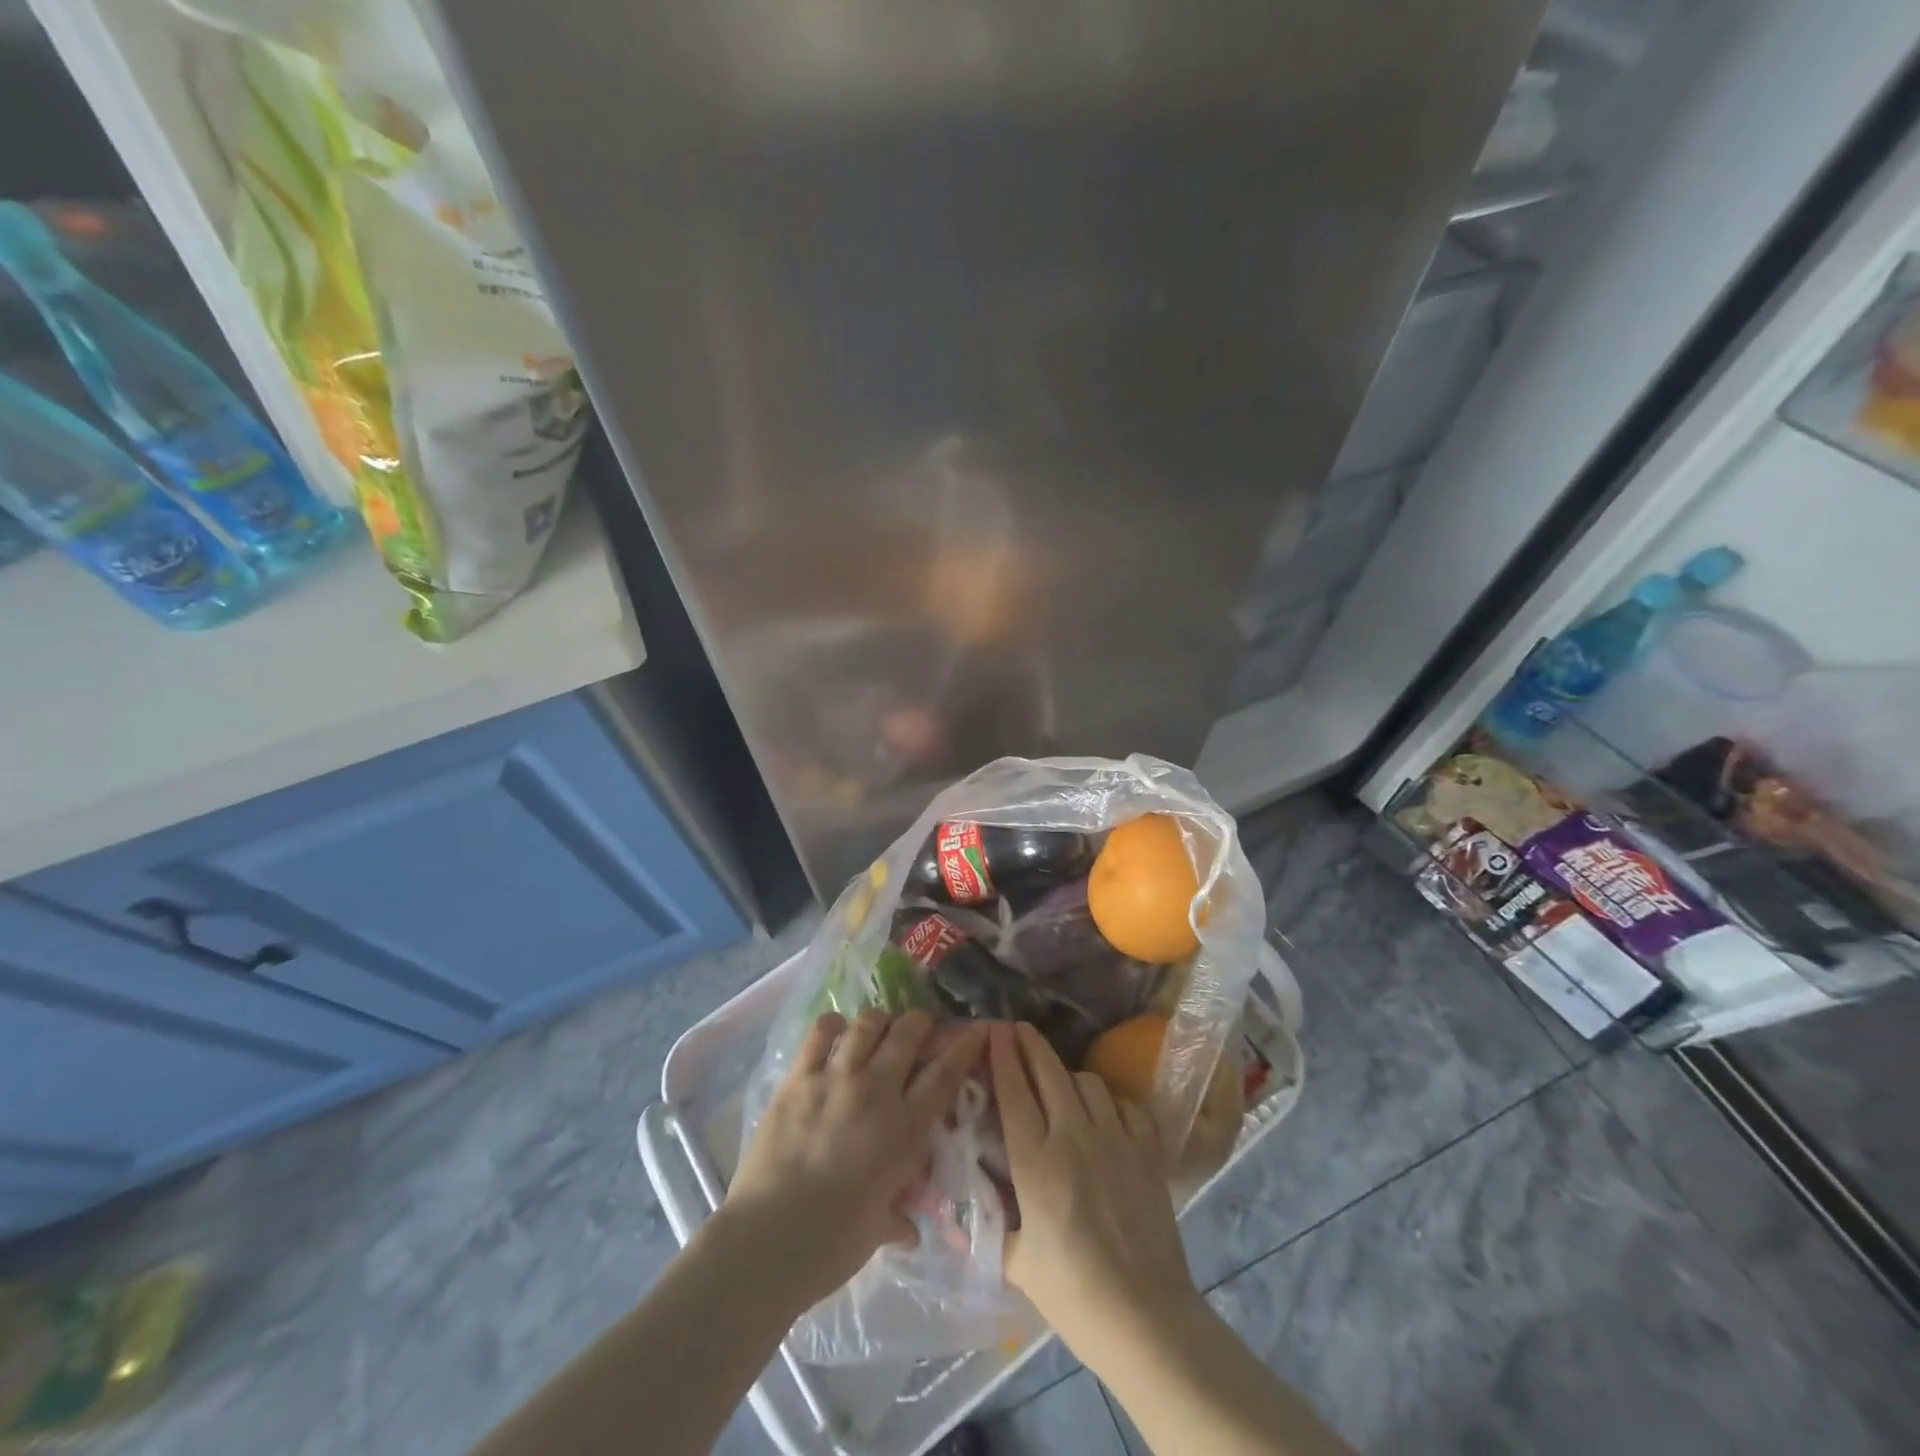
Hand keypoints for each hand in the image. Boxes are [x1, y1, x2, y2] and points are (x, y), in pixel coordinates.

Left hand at [723, 1009, 987, 1308]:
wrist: (766, 1243)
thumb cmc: (831, 1246)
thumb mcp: (878, 1228)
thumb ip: (898, 1215)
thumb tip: (908, 1228)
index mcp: (904, 1129)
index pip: (945, 1073)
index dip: (965, 1045)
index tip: (977, 1028)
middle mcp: (875, 1092)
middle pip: (908, 1032)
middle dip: (921, 1023)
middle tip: (920, 1031)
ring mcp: (834, 1079)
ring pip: (868, 1023)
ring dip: (880, 1022)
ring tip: (877, 1032)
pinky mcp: (797, 1078)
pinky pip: (821, 1031)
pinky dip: (834, 1026)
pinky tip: (837, 1035)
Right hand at [990, 1022, 1202, 1368]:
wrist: (1146, 1319)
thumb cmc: (1073, 1295)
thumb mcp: (1016, 1263)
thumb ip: (987, 1227)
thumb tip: (950, 1217)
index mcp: (1035, 1163)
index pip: (1013, 1091)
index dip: (1001, 1055)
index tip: (993, 1029)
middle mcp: (1074, 1138)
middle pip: (1049, 1072)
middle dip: (1030, 1044)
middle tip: (1016, 1029)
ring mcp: (1116, 1138)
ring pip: (1087, 1081)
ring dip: (1067, 1075)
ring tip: (1058, 1082)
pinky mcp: (1148, 1149)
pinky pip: (1124, 1103)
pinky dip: (1109, 1101)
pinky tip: (1103, 1113)